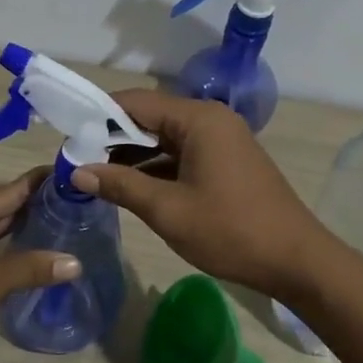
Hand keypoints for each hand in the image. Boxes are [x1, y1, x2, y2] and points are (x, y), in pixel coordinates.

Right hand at [71, 90, 330, 300]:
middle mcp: (210, 120)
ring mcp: (220, 141)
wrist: (296, 260)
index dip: (98, 115)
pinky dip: (154, 167)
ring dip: (131, 155)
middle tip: (75, 159)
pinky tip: (127, 186)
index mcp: (198, 119)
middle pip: (150, 118)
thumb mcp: (168, 210)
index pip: (135, 102)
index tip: (66, 134)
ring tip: (93, 174)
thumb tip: (78, 172)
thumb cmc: (230, 231)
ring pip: (164, 139)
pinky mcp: (225, 162)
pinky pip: (180, 155)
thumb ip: (120, 185)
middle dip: (111, 137)